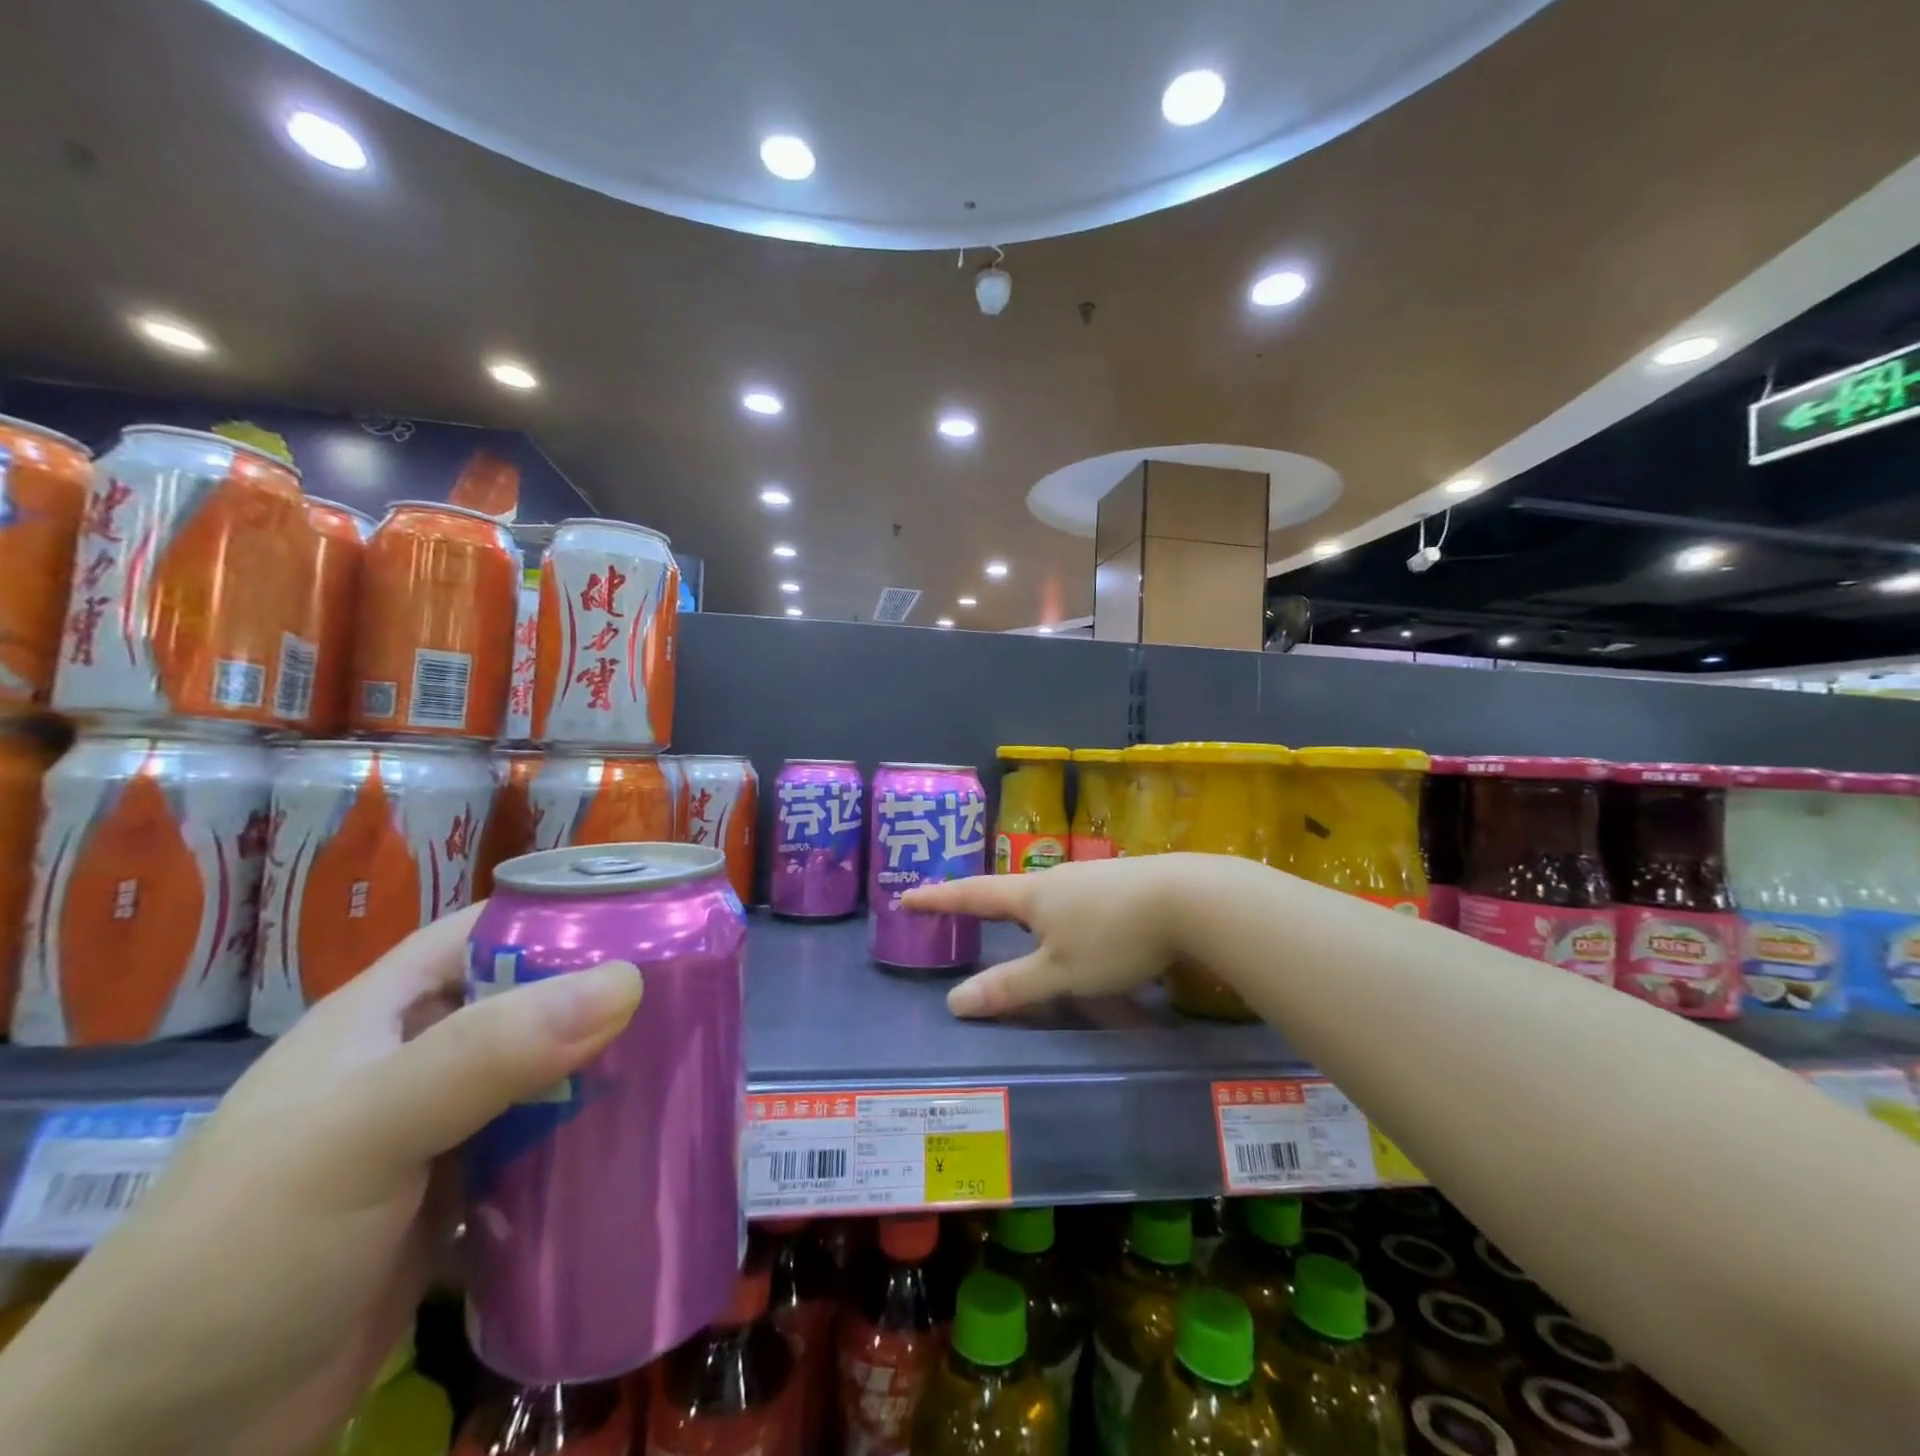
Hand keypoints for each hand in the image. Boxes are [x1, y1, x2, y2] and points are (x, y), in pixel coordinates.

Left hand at [0, 906, 643, 1455]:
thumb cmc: (237, 1254)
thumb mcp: (359, 1133)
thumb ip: (487, 1054)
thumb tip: (625, 982)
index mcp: (390, 1012)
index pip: (493, 929)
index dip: (568, 912)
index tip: (655, 916)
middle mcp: (421, 1060)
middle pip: (535, 1002)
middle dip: (609, 996)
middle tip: (698, 993)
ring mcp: (443, 1136)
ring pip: (547, 1079)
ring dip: (609, 1074)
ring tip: (691, 1062)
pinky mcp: (460, 1205)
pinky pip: (545, 1153)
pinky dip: (592, 1145)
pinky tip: (648, 1143)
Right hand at [903, 856, 1192, 1016]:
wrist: (1188, 899)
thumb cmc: (1113, 938)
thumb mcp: (1060, 973)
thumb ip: (1011, 988)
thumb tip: (954, 1002)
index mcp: (1032, 897)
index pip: (972, 895)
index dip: (938, 899)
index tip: (907, 894)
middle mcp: (1056, 879)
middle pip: (1012, 892)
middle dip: (989, 904)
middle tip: (969, 913)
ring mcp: (1092, 877)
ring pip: (1051, 897)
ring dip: (1033, 913)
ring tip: (1028, 929)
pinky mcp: (1122, 884)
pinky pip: (1082, 901)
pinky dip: (1070, 917)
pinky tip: (1088, 930)